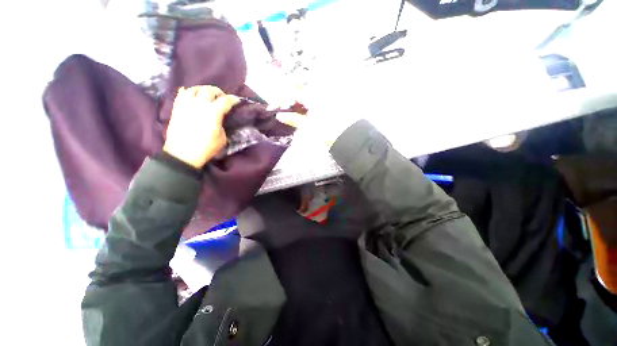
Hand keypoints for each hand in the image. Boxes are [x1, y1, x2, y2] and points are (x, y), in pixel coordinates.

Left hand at [163, 85, 239, 167]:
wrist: (183, 154)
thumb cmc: (206, 147)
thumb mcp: (222, 138)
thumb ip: (222, 124)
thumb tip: (219, 119)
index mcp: (213, 113)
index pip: (225, 101)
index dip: (233, 99)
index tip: (237, 100)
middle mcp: (199, 105)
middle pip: (209, 90)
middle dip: (218, 92)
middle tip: (222, 97)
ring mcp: (186, 105)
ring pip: (194, 89)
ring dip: (203, 89)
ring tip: (207, 95)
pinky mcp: (177, 108)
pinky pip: (181, 94)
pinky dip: (188, 92)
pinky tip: (191, 94)